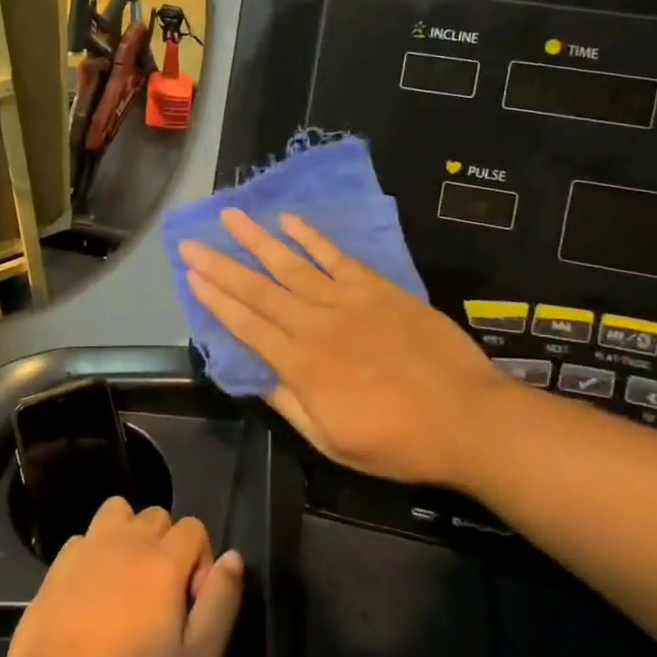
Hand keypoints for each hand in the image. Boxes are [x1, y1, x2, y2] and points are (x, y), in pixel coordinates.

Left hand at [5, 497, 242, 656]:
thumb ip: (221, 604)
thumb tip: (233, 557)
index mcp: (163, 561)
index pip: (194, 528)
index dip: (201, 564)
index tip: (191, 609)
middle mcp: (126, 541)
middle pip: (157, 515)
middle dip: (168, 547)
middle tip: (162, 600)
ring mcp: (87, 549)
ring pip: (118, 512)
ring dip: (130, 536)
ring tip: (128, 584)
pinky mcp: (56, 566)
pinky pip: (85, 538)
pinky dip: (95, 554)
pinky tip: (91, 595)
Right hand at [180, 210, 509, 486]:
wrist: (466, 418)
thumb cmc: (398, 441)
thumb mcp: (333, 441)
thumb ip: (290, 404)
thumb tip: (256, 374)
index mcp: (300, 365)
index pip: (246, 326)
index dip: (216, 301)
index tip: (191, 277)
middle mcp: (314, 324)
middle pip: (258, 290)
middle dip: (220, 265)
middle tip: (190, 243)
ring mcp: (346, 301)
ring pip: (290, 264)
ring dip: (256, 239)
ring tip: (230, 215)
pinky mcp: (376, 288)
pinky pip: (336, 256)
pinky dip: (311, 237)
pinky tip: (288, 220)